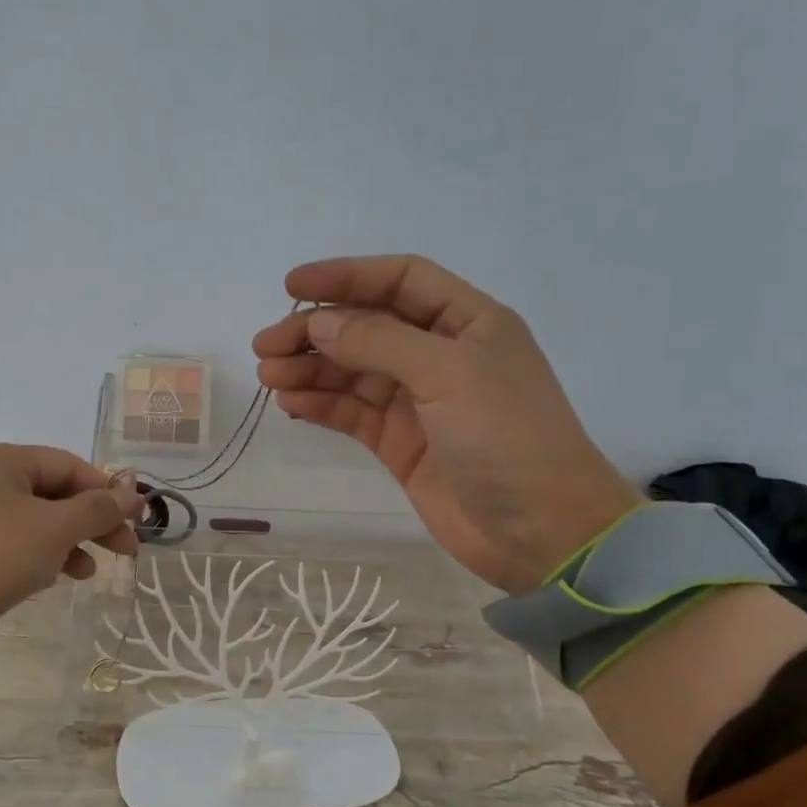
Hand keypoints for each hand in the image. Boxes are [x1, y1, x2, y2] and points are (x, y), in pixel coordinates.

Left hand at [0, 445, 142, 646]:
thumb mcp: (56, 528)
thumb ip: (99, 509)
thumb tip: (135, 495)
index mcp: (1, 459)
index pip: (69, 466)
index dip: (108, 493)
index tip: (137, 522)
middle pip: (54, 493)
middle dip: (92, 522)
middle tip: (125, 550)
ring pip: (37, 519)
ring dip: (70, 542)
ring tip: (89, 571)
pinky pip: (15, 539)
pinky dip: (41, 553)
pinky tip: (57, 577)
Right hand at [253, 255, 641, 593]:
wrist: (540, 530)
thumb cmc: (507, 436)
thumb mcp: (448, 373)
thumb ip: (380, 342)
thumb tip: (319, 324)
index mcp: (467, 322)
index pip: (400, 281)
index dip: (346, 276)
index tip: (292, 287)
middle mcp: (440, 355)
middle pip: (367, 327)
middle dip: (316, 331)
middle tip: (266, 346)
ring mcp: (419, 402)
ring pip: (353, 372)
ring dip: (311, 370)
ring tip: (270, 377)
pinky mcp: (400, 444)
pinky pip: (353, 414)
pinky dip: (322, 405)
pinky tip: (291, 403)